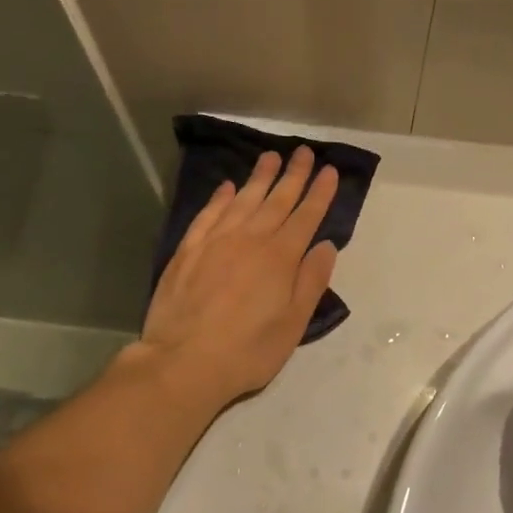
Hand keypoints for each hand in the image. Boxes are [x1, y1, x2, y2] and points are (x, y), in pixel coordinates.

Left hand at [134, 147, 339, 411]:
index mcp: (280, 257)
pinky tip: (228, 186)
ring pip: (243, 199)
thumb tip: (325, 245)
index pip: (306, 216)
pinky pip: (209, 213)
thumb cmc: (247, 350)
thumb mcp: (293, 324)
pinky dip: (221, 197)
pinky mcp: (189, 248)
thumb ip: (311, 281)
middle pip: (277, 199)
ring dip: (259, 177)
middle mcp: (250, 239)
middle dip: (294, 174)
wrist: (183, 361)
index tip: (329, 170)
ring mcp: (216, 240)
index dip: (320, 192)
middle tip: (303, 151)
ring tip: (271, 156)